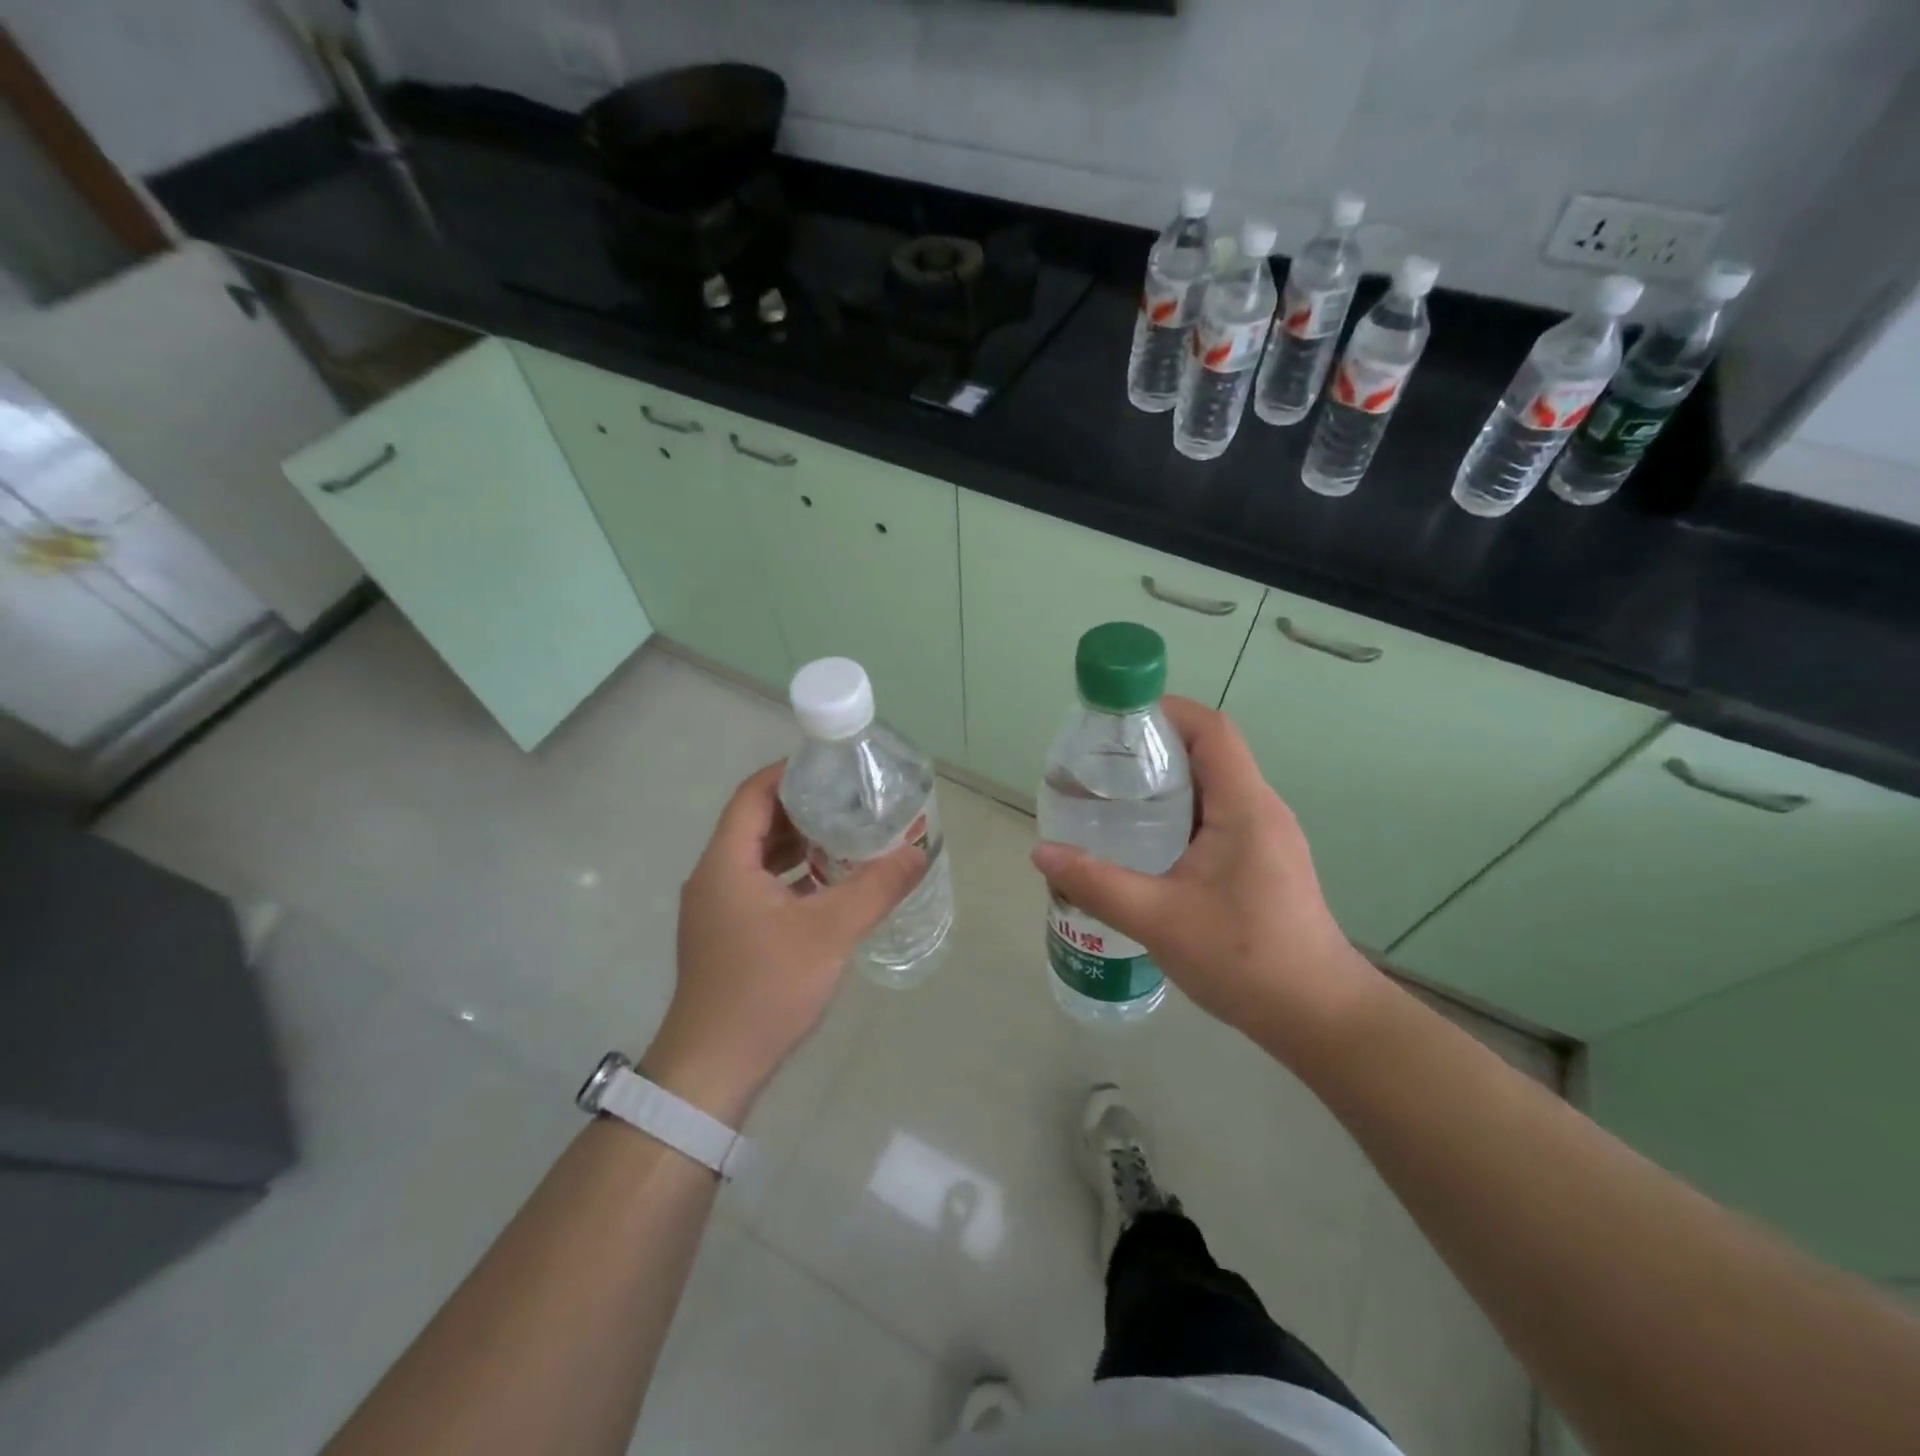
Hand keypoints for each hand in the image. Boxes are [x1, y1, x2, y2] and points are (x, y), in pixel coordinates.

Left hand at [645, 762, 925, 1123]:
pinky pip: (761, 886)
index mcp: (726, 863)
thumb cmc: (764, 989)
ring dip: (800, 844)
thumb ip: (875, 888)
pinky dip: (794, 876)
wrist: (713, 1068)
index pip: (753, 794)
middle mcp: (715, 877)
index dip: (789, 772)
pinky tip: (830, 886)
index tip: (832, 765)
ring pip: (760, 857)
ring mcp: (718, 908)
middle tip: (851, 799)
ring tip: (848, 836)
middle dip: (803, 807)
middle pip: (757, 822)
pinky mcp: (727, 934)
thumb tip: (919, 851)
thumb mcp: (828, 933)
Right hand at [1031, 696, 1382, 1061]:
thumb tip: (1041, 852)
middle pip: (1209, 753)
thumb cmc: (1244, 958)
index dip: (1167, 711)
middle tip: (1101, 765)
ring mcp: (1267, 837)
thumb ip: (1097, 883)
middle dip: (1155, 748)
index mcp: (1244, 806)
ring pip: (1213, 787)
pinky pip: (1218, 817)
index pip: (1212, 730)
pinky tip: (1147, 844)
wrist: (1317, 1017)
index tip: (1116, 721)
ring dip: (1167, 784)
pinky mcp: (1264, 862)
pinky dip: (1180, 814)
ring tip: (1114, 800)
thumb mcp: (1159, 919)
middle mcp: (1261, 810)